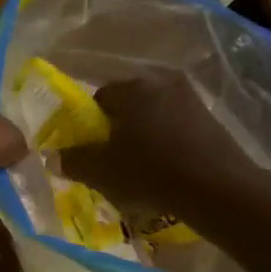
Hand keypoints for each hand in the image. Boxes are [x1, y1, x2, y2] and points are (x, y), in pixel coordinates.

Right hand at [61, 72, 267, 225]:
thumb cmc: (150, 171)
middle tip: (115, 160)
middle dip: (119, 128)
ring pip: (155, 115)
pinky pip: (179, 127)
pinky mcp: (212, 119)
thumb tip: (53, 156)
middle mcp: (161, 83)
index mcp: (131, 88)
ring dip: (146, 135)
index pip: (99, 97)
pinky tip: (170, 169)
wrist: (218, 188)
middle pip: (129, 104)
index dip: (91, 124)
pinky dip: (170, 143)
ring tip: (144, 168)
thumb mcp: (101, 171)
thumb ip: (73, 160)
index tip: (93, 150)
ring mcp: (191, 99)